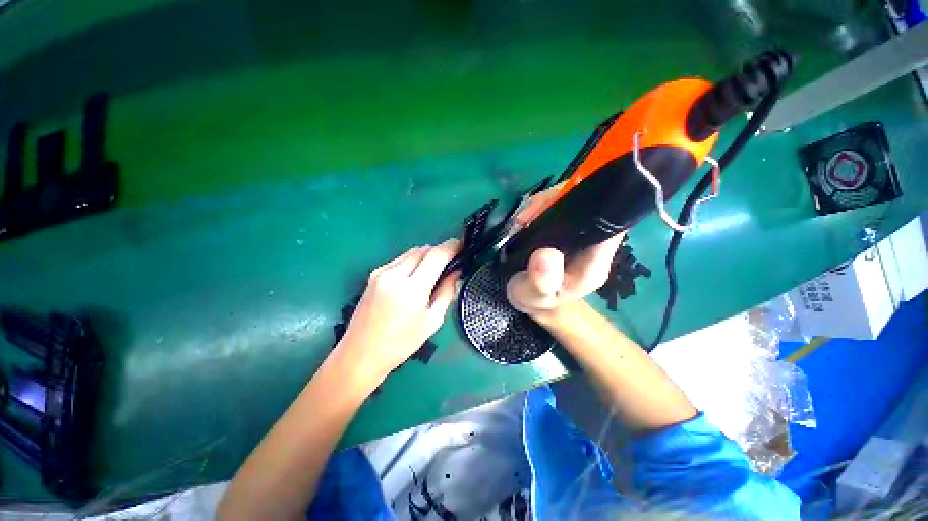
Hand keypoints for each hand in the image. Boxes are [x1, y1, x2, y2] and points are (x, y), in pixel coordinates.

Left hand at [335, 239, 460, 383]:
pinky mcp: (374, 274)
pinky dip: (412, 262)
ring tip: (433, 271)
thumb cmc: (402, 342)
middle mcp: (395, 274)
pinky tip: (414, 277)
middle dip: (439, 252)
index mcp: (412, 289)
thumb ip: (446, 292)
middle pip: (424, 249)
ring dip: (426, 256)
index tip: (462, 245)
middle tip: (449, 263)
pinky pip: (400, 259)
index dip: (451, 247)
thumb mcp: (432, 321)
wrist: (361, 352)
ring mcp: (381, 272)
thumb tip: (456, 271)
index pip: (436, 255)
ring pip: (411, 252)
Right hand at [506, 183, 624, 320]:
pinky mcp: (564, 229)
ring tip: (523, 219)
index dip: (594, 207)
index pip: (610, 225)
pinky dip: (540, 206)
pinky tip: (526, 218)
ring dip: (546, 203)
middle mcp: (591, 244)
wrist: (531, 298)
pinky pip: (557, 207)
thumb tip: (545, 255)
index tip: (559, 204)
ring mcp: (578, 234)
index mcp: (593, 262)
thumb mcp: (534, 296)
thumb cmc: (536, 299)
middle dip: (558, 201)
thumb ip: (541, 281)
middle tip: (528, 215)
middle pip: (590, 206)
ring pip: (572, 203)